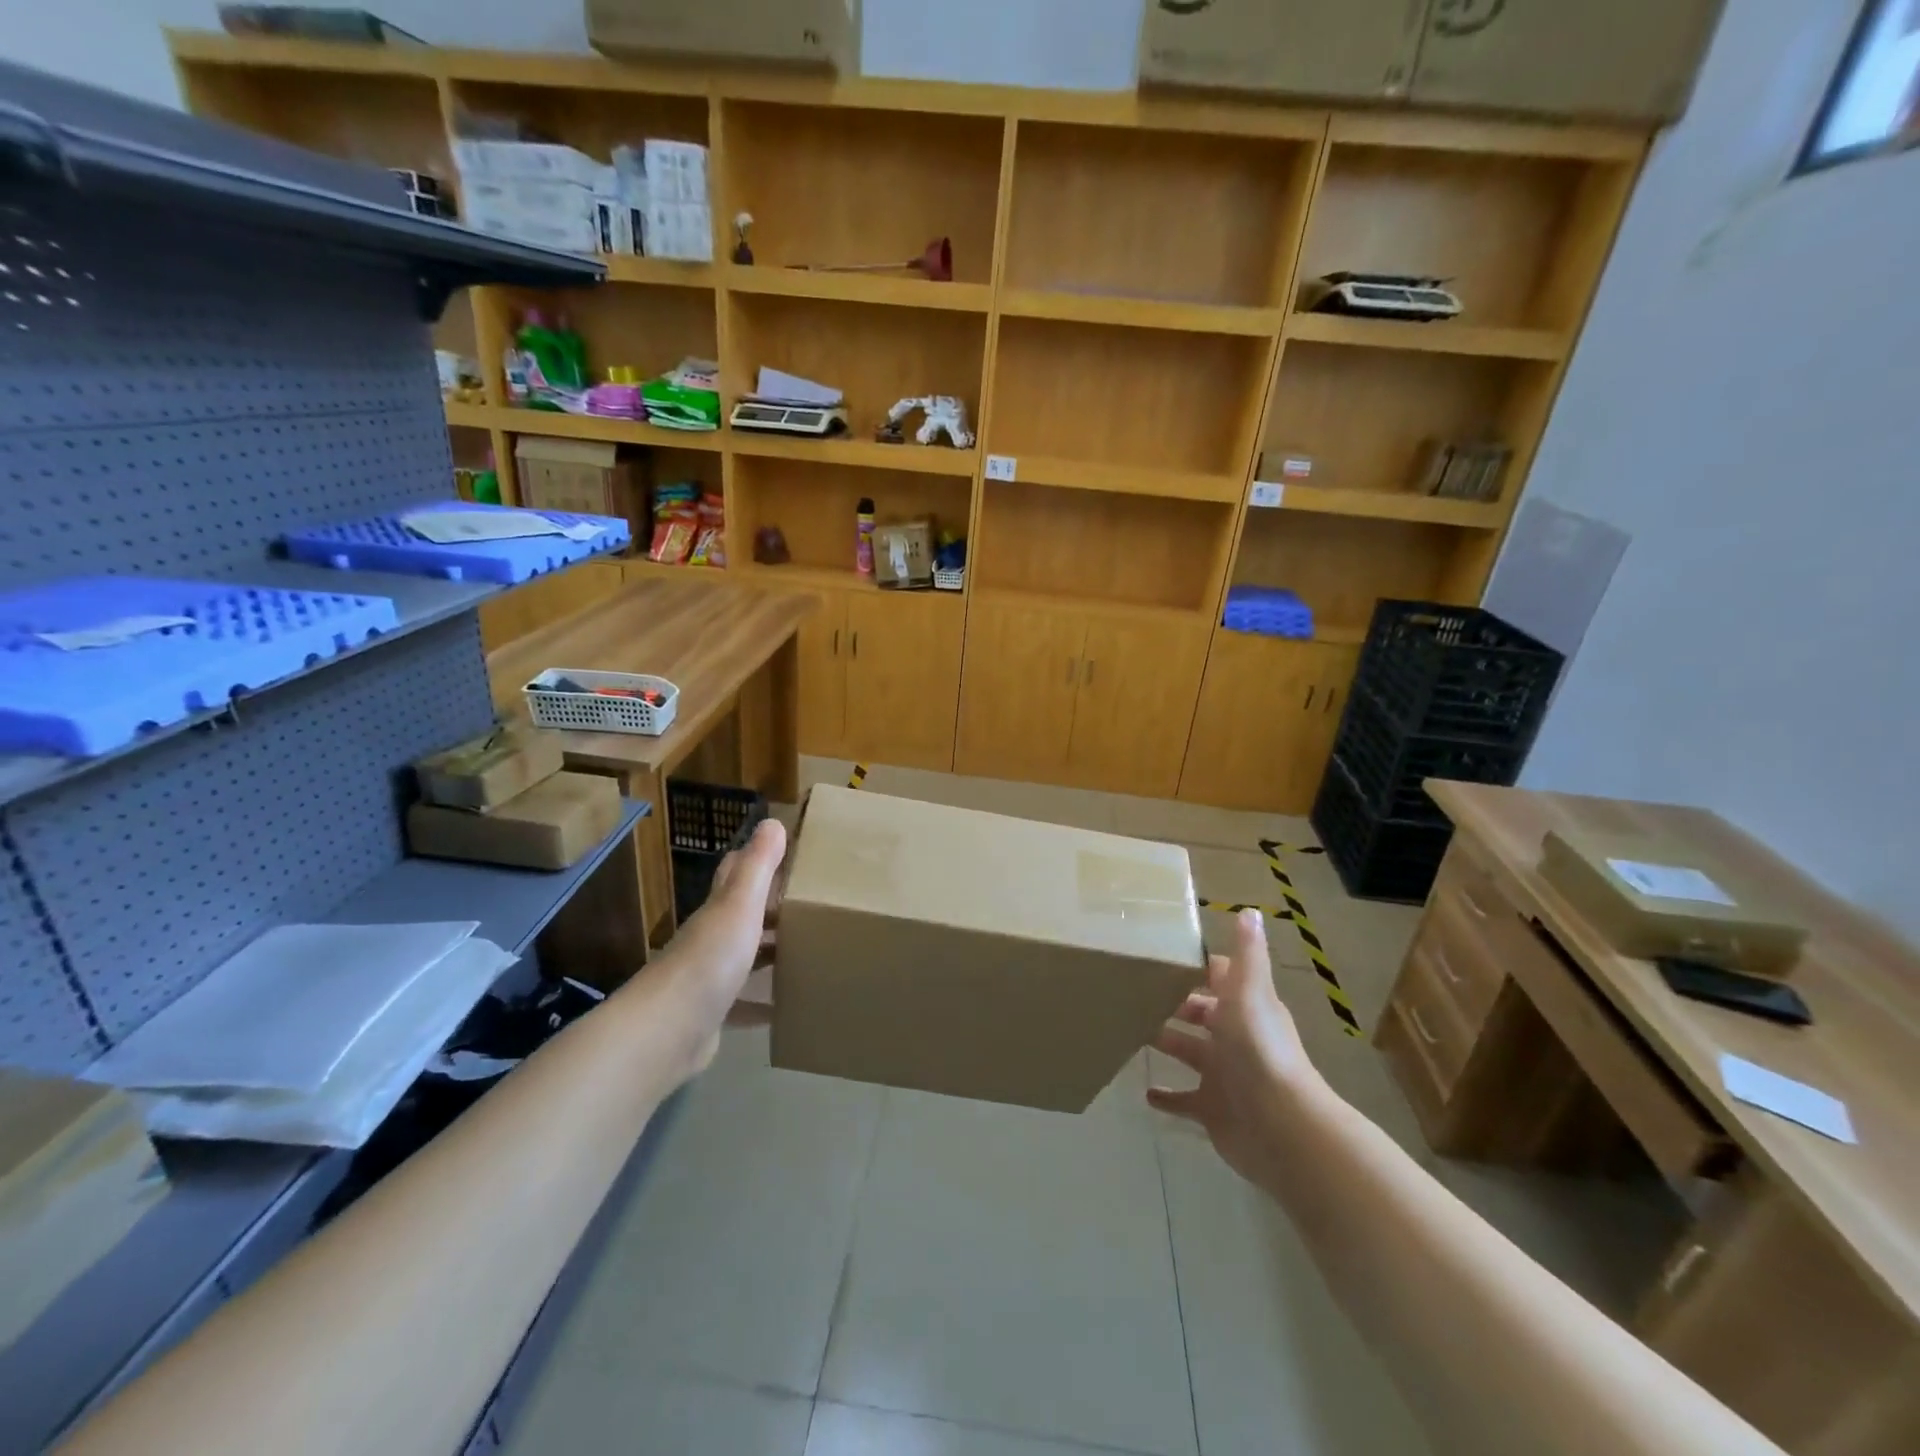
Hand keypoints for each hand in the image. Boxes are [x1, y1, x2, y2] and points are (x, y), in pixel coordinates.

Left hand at [644, 817, 785, 1074]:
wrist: (668, 1031)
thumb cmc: (709, 960)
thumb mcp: (739, 905)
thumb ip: (758, 866)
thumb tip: (772, 821)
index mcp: (719, 910)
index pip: (734, 873)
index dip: (757, 859)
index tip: (790, 854)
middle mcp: (711, 939)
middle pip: (742, 916)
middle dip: (772, 909)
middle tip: (812, 906)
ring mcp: (709, 979)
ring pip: (744, 958)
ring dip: (770, 953)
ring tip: (809, 951)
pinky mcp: (713, 1015)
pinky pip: (744, 1004)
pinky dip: (763, 1003)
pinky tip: (785, 1007)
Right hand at [1148, 909, 1328, 1191]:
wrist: (1279, 1126)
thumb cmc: (1258, 1049)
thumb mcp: (1250, 992)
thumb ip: (1247, 953)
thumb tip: (1250, 910)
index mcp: (1245, 1007)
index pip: (1219, 978)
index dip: (1196, 966)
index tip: (1161, 953)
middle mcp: (1235, 1038)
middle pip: (1200, 1013)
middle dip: (1173, 1002)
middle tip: (1133, 989)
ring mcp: (1223, 1076)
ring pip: (1188, 1052)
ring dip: (1165, 1041)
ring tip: (1129, 1028)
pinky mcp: (1212, 1109)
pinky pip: (1183, 1101)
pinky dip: (1166, 1097)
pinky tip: (1144, 1091)